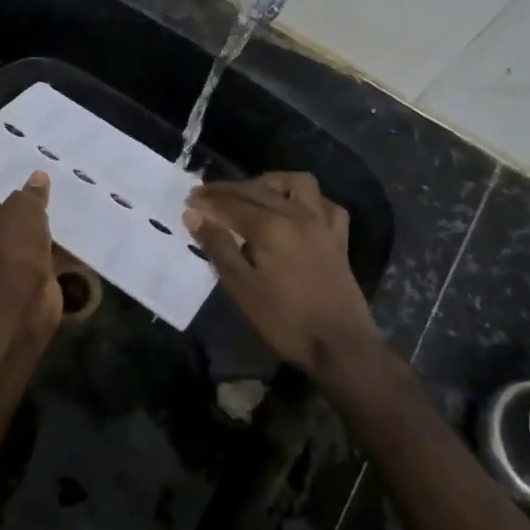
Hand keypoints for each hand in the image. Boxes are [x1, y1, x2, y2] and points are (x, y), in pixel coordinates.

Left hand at [0, 169, 62, 345]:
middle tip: (33, 156)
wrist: (22, 304)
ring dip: (38, 206)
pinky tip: (78, 212)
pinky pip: (46, 243)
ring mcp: (8, 249)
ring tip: (60, 177)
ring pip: (22, 221)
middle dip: (11, 181)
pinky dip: (59, 233)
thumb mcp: (22, 209)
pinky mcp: (32, 265)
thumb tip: (37, 178)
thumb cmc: (10, 248)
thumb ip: (30, 192)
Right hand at [184, 172, 382, 377]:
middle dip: (229, 189)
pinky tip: (297, 211)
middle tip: (206, 195)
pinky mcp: (339, 239)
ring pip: (298, 184)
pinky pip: (327, 206)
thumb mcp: (241, 287)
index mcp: (270, 227)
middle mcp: (297, 215)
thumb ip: (218, 246)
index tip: (189, 199)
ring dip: (272, 183)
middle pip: (258, 190)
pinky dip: (309, 201)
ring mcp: (323, 225)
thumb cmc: (284, 320)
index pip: (231, 204)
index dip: (208, 200)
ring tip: (253, 194)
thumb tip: (194, 214)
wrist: (340, 346)